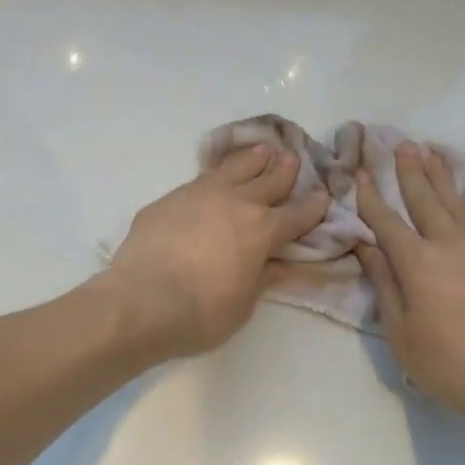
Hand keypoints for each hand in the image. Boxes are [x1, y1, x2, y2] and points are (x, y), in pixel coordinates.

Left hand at [105, 145, 331, 360]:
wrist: (140, 302)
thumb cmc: (200, 313)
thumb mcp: (244, 305)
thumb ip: (263, 278)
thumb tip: (282, 265)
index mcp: (262, 231)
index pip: (297, 215)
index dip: (313, 207)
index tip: (323, 196)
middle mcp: (235, 203)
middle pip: (268, 180)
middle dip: (285, 170)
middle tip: (294, 158)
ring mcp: (199, 195)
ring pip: (233, 169)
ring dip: (252, 160)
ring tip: (262, 151)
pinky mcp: (169, 199)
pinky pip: (200, 179)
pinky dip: (215, 175)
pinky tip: (214, 177)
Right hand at [355, 145, 464, 425]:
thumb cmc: (447, 363)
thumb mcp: (400, 331)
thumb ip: (384, 284)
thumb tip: (367, 247)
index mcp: (417, 263)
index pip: (387, 221)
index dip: (371, 197)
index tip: (360, 173)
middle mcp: (449, 245)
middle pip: (425, 199)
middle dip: (409, 171)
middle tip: (401, 144)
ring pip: (456, 202)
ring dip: (440, 176)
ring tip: (430, 153)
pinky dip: (463, 201)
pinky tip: (459, 197)